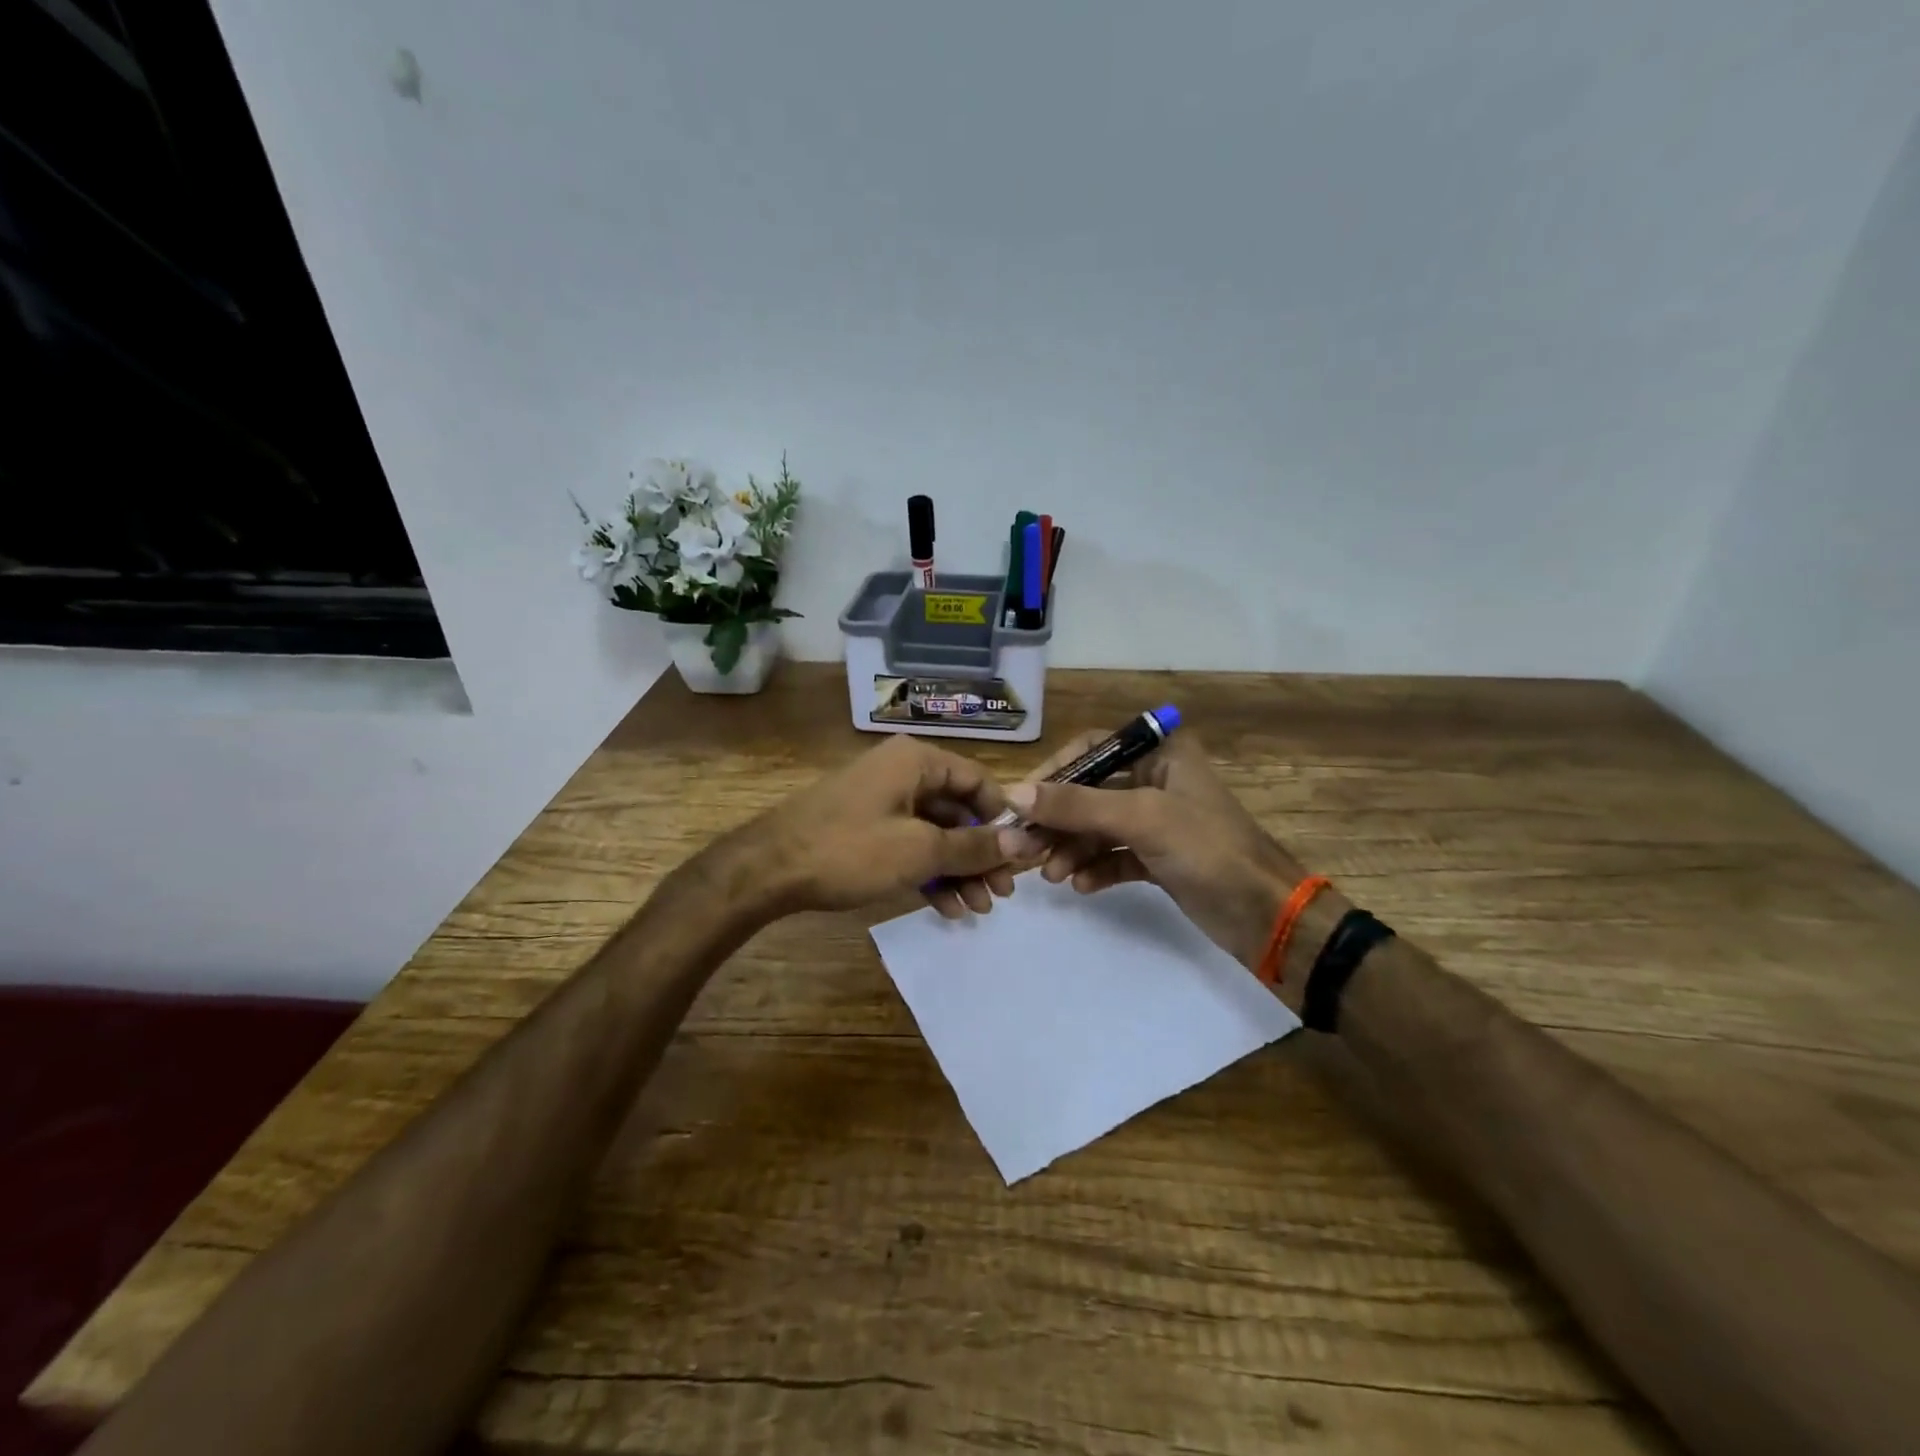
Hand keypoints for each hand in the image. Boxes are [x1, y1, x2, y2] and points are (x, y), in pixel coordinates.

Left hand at [733, 736, 1016, 918]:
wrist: (767, 870)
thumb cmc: (850, 850)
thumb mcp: (920, 850)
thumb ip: (974, 846)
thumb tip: (1023, 842)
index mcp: (917, 761)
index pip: (978, 782)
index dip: (1002, 821)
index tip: (1019, 860)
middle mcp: (902, 772)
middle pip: (958, 811)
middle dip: (980, 856)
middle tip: (1000, 896)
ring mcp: (881, 801)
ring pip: (934, 833)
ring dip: (957, 871)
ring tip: (976, 911)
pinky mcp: (865, 828)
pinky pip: (909, 845)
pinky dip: (928, 873)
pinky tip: (946, 909)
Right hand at [998, 730, 1307, 972]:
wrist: (1266, 916)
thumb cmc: (1208, 849)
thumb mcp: (1140, 819)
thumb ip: (1076, 805)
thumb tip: (1013, 794)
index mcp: (1160, 754)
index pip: (1091, 748)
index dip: (1054, 772)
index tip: (1021, 801)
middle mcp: (1156, 780)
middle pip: (1089, 792)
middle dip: (1057, 821)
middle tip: (1022, 848)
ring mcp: (1158, 821)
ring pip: (1098, 827)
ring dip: (1072, 848)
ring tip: (1051, 875)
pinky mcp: (1159, 857)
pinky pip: (1114, 856)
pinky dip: (1095, 868)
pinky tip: (1082, 886)